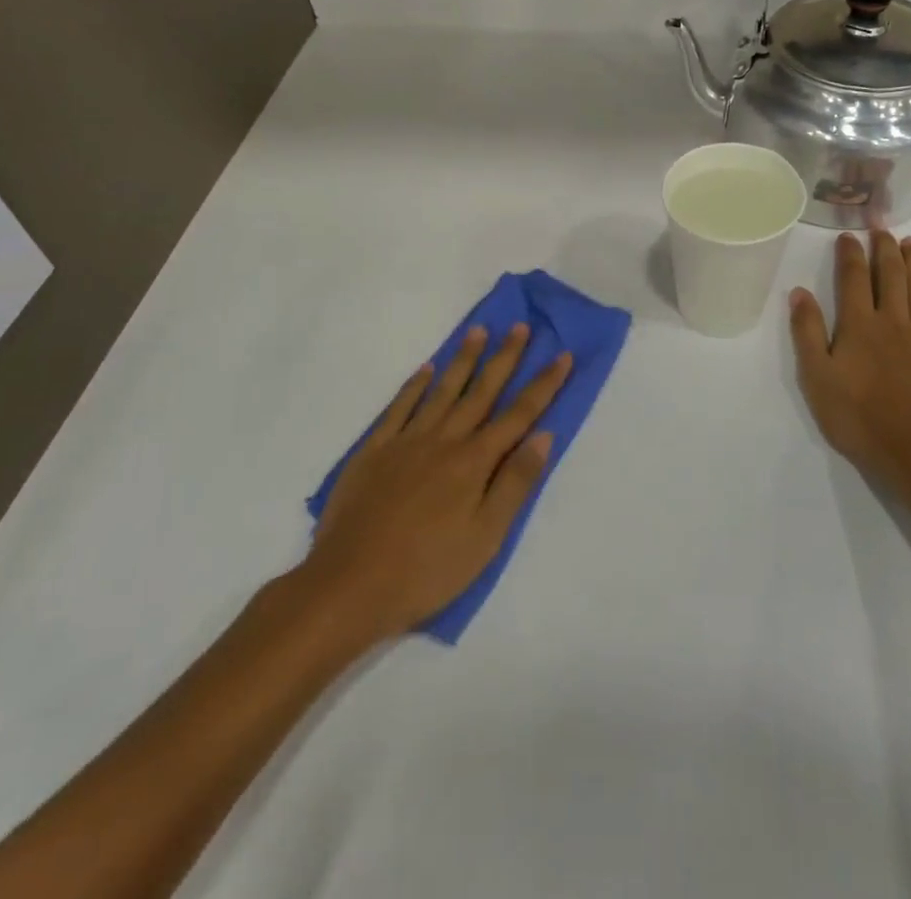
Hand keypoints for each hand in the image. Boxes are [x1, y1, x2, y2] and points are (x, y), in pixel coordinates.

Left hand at [304, 325, 571, 640]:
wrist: (348, 585)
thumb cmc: (426, 571)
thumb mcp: (485, 539)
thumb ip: (514, 484)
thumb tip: (544, 436)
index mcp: (474, 462)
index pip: (519, 415)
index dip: (543, 385)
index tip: (562, 355)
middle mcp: (444, 440)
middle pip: (481, 391)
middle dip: (505, 358)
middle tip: (520, 326)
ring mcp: (406, 441)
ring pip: (442, 390)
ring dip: (463, 359)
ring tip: (478, 330)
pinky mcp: (374, 450)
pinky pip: (399, 407)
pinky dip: (415, 385)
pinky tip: (426, 369)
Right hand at [789, 231, 910, 501]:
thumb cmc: (861, 419)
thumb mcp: (817, 379)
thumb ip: (807, 333)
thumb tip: (799, 291)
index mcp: (858, 326)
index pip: (851, 280)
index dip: (849, 255)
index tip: (848, 235)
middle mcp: (893, 321)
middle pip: (889, 276)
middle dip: (884, 249)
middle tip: (882, 227)